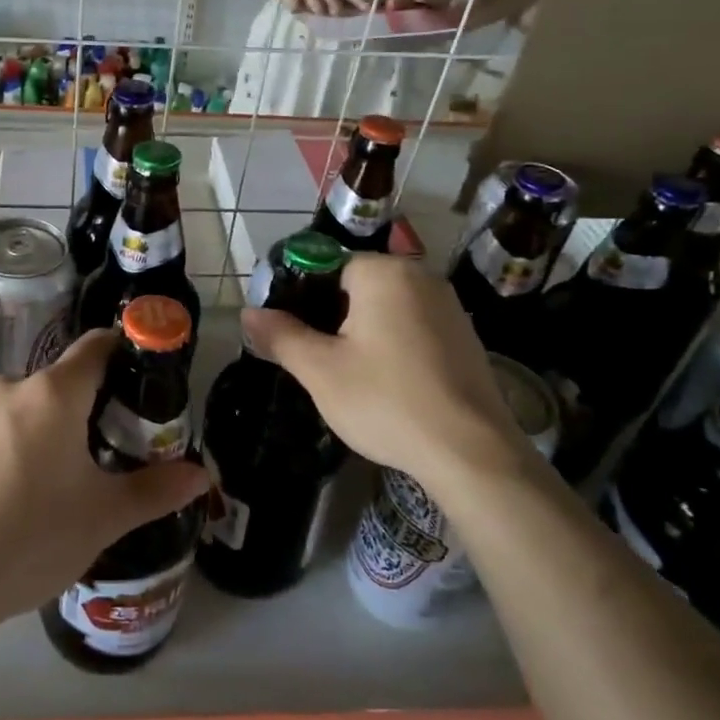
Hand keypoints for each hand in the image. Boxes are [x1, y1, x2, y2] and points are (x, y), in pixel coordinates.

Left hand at [0, 330, 207, 628]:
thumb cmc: (30, 537)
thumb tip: (202, 475)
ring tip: (72, 476)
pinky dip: (21, 445)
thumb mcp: (104, 517)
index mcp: (53, 392)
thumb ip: (156, 490)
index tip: (147, 378)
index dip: (126, 351)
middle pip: (65, 380)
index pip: (97, 345)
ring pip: (31, 406)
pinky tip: (24, 493)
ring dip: (55, 427)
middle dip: (95, 404)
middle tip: (120, 446)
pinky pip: (1, 429)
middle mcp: (11, 387)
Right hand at [241, 255, 532, 491]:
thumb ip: (281, 335)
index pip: (327, 266)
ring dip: (362, 333)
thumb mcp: (320, 370)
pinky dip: (393, 345)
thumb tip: (248, 313)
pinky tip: (388, 383)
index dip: (302, 298)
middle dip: (332, 317)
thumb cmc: (387, 401)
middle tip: (318, 360)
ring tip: (349, 375)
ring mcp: (449, 306)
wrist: (471, 453)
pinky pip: (413, 327)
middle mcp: (421, 276)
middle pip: (358, 286)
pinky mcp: (466, 336)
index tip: (293, 335)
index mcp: (384, 272)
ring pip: (386, 308)